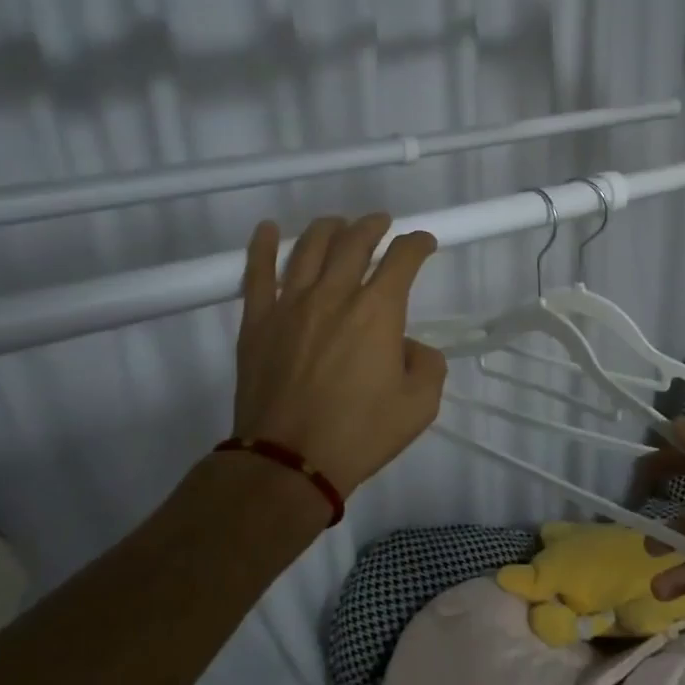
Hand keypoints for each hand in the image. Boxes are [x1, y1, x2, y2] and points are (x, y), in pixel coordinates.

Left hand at [232, 213, 446, 496]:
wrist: (289, 461)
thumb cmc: (359, 434)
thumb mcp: (420, 406)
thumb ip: (428, 366)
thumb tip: (410, 347)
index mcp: (378, 311)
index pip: (402, 259)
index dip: (417, 244)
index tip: (424, 243)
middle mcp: (334, 294)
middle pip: (354, 241)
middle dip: (373, 226)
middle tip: (381, 223)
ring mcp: (290, 304)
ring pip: (308, 248)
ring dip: (328, 228)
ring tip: (337, 224)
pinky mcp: (257, 321)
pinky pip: (257, 273)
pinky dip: (261, 246)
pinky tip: (266, 229)